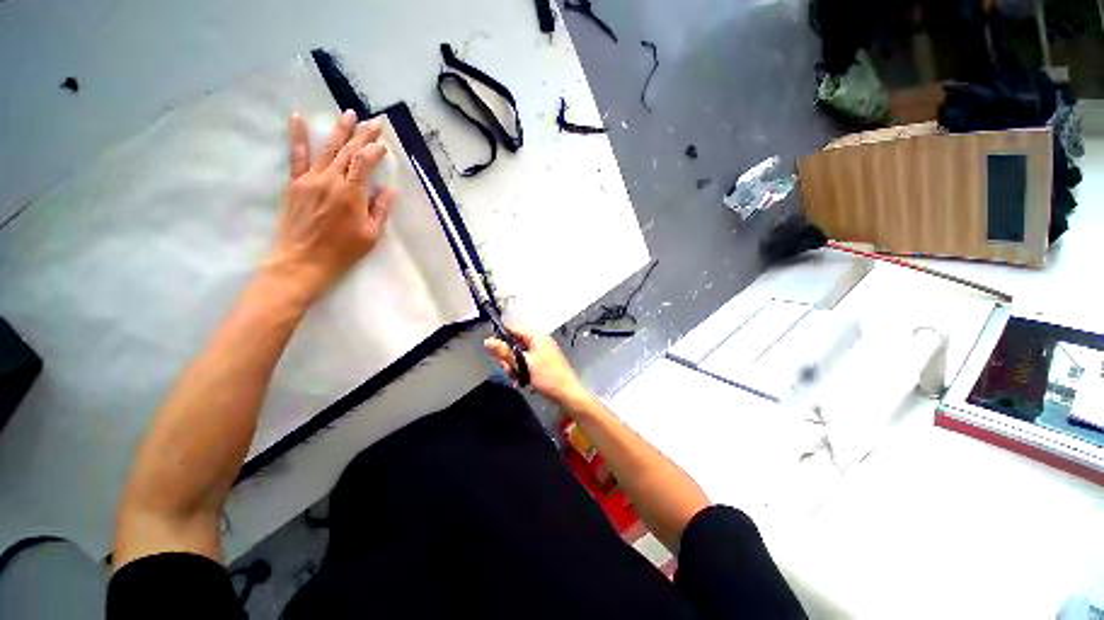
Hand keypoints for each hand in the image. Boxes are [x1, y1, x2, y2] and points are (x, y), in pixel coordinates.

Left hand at [265, 110, 397, 302]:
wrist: (302, 261)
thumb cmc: (342, 251)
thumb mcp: (371, 235)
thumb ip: (380, 209)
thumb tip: (390, 189)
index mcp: (351, 194)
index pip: (364, 163)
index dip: (375, 151)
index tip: (384, 145)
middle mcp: (330, 180)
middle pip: (348, 151)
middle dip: (362, 134)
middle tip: (374, 121)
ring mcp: (310, 180)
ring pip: (327, 149)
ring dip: (340, 131)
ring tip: (349, 114)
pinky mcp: (295, 184)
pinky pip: (296, 156)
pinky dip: (298, 136)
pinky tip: (298, 118)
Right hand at [484, 325, 589, 407]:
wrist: (567, 394)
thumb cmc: (547, 377)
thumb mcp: (523, 363)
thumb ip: (505, 352)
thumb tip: (488, 341)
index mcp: (537, 336)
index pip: (513, 328)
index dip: (500, 336)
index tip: (491, 348)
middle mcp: (539, 341)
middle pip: (514, 343)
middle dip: (508, 357)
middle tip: (509, 369)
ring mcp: (541, 352)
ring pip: (518, 355)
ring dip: (514, 366)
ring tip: (518, 377)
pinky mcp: (542, 363)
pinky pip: (526, 363)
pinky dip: (522, 371)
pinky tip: (523, 381)